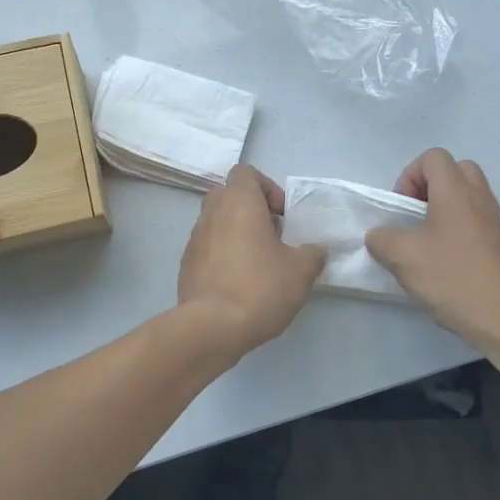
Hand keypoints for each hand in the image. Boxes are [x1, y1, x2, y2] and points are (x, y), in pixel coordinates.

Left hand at [176, 165, 325, 358]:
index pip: (246, 172)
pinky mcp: (185, 265)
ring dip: (236, 234)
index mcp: (238, 202)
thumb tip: (314, 252)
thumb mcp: (301, 271)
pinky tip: (238, 285)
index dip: (267, 188)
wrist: (212, 327)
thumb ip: (312, 254)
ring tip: (258, 265)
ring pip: (217, 222)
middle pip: (229, 195)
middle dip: (251, 211)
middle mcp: (211, 212)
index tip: (281, 216)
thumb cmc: (260, 287)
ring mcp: (194, 238)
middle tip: (272, 238)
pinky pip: (207, 249)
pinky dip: (222, 257)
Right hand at [365, 149, 499, 356]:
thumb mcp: (402, 258)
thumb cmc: (452, 278)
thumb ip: (381, 239)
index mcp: (456, 191)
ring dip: (445, 208)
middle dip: (430, 186)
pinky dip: (459, 228)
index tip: (402, 208)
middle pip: (455, 170)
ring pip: (468, 195)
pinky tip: (445, 262)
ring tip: (427, 240)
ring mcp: (495, 221)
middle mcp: (479, 198)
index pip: (433, 158)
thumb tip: (379, 236)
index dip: (410, 176)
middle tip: (416, 215)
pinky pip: (477, 219)